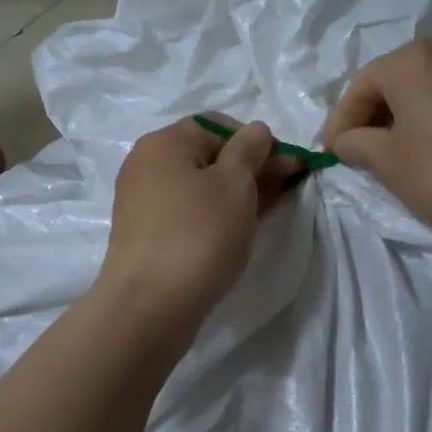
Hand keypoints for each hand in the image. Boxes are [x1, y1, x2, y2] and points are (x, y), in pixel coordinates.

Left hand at [95, 117, 300, 336]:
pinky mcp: (146, 234)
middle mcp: (147, 165)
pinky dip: (215, 215)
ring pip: (200, 187)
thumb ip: (251, 149)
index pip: (219, 126)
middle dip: (251, 169)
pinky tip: (238, 230)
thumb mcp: (235, 184)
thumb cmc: (199, 235)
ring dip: (236, 194)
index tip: (289, 168)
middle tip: (287, 190)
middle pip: (209, 156)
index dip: (258, 142)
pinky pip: (188, 212)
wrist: (150, 306)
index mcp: (164, 142)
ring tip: (269, 211)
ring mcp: (143, 202)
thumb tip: (256, 132)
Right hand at [322, 39, 431, 243]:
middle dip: (370, 116)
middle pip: (392, 83)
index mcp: (409, 58)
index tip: (329, 154)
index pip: (359, 87)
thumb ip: (354, 144)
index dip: (339, 123)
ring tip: (391, 153)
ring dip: (401, 119)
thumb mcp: (384, 160)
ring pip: (423, 92)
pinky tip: (430, 151)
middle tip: (356, 151)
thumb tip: (346, 141)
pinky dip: (431, 122)